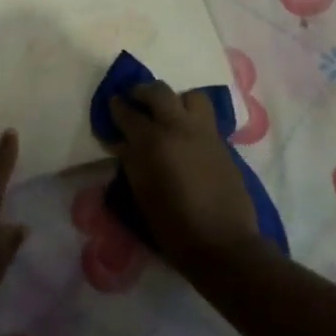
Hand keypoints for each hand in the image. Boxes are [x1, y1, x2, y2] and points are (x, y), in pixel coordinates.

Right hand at [108, 81, 262, 278]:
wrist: (223, 243)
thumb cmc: (173, 225)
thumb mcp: (141, 193)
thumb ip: (131, 160)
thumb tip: (123, 142)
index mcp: (153, 142)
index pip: (128, 113)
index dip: (117, 107)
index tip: (112, 104)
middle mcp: (179, 128)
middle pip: (158, 91)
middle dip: (142, 91)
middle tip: (135, 100)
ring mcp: (204, 133)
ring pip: (191, 96)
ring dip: (176, 100)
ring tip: (168, 114)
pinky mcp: (222, 143)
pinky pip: (205, 118)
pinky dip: (192, 118)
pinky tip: (186, 136)